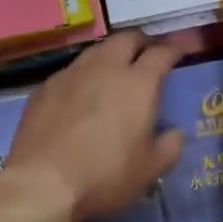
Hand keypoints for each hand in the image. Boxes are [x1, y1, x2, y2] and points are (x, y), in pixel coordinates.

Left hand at [2, 30, 203, 221]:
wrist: (42, 182)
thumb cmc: (105, 175)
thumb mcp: (149, 170)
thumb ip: (169, 147)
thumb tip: (176, 133)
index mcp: (138, 83)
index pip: (162, 53)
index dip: (174, 49)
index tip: (181, 51)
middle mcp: (105, 68)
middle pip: (126, 39)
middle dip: (141, 42)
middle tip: (147, 54)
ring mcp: (71, 74)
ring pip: (96, 50)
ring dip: (111, 54)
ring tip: (115, 70)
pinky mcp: (45, 87)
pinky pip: (71, 70)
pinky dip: (84, 74)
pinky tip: (81, 92)